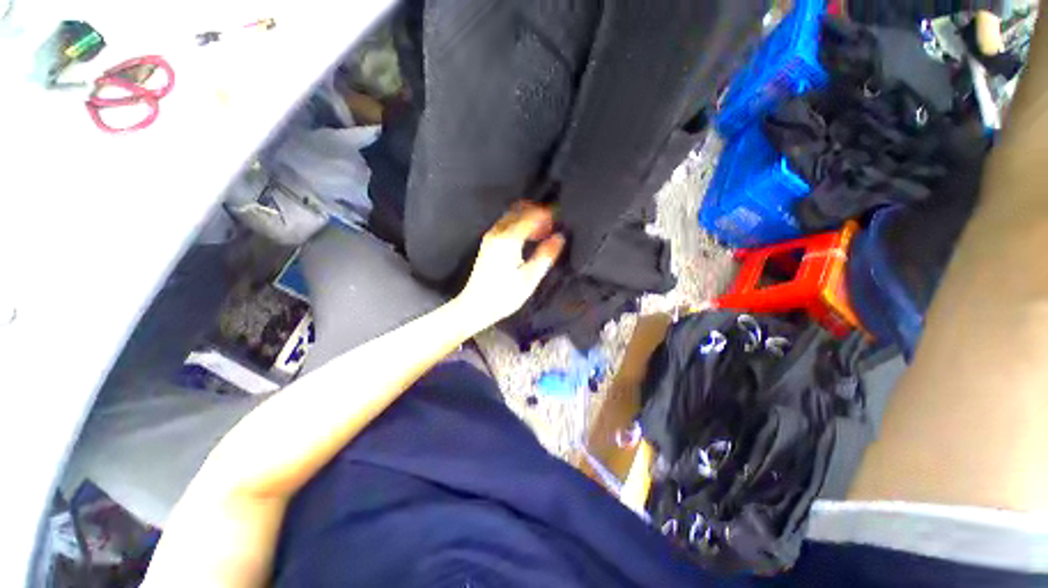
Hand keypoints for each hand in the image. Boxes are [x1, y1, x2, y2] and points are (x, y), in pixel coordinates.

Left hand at [457, 203, 565, 320]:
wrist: (475, 306)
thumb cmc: (503, 296)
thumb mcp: (529, 278)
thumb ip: (545, 256)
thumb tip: (559, 238)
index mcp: (508, 240)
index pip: (530, 216)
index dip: (546, 215)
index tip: (559, 220)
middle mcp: (497, 233)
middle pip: (519, 210)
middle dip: (537, 213)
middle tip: (552, 225)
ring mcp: (490, 237)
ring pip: (511, 216)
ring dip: (528, 218)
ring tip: (543, 232)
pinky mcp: (488, 244)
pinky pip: (506, 225)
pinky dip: (519, 225)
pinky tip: (528, 238)